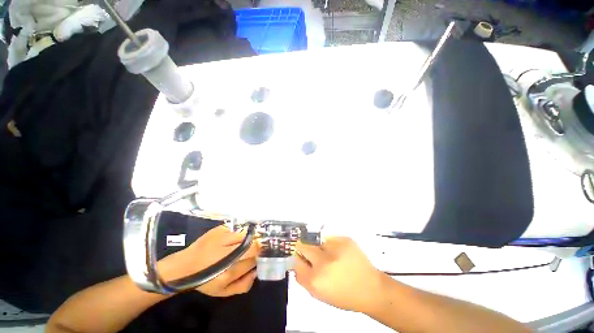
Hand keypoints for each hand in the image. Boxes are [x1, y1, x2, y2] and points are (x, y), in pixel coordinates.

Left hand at [158, 225, 259, 296]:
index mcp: (229, 271)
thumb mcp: (223, 291)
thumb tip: (256, 271)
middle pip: (254, 244)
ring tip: (242, 244)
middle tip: (253, 249)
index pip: (254, 259)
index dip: (258, 257)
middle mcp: (228, 253)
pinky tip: (232, 239)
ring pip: (247, 235)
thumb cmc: (205, 280)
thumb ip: (244, 285)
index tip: (257, 257)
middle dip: (257, 246)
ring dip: (248, 239)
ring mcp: (223, 238)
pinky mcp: (220, 229)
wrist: (184, 266)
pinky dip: (239, 234)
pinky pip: (237, 230)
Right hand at [293, 237, 384, 313]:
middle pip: (302, 246)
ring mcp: (334, 248)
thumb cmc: (344, 295)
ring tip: (332, 256)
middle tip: (315, 255)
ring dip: (320, 248)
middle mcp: (322, 262)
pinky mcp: (344, 239)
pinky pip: (330, 238)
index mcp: (315, 280)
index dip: (299, 260)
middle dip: (305, 250)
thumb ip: (304, 278)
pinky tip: (341, 253)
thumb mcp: (320, 294)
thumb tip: (297, 262)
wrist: (371, 288)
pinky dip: (332, 244)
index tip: (302, 260)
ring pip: (316, 241)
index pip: (296, 262)